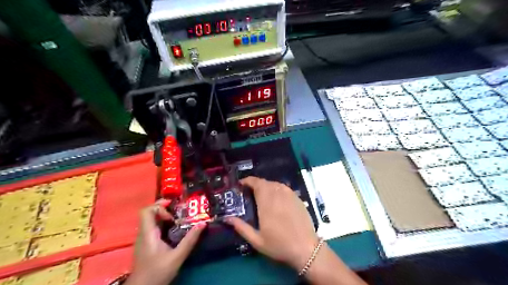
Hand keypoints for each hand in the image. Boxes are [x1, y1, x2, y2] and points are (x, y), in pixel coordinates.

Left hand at [126, 201, 205, 284]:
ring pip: (152, 220)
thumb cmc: (157, 272)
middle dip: (165, 208)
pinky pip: (154, 227)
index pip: (146, 211)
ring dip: (165, 216)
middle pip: (149, 213)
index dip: (159, 206)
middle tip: (180, 210)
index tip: (173, 209)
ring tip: (180, 218)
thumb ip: (190, 240)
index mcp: (148, 233)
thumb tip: (203, 223)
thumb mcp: (177, 257)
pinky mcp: (147, 244)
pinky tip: (175, 229)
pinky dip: (164, 224)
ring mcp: (144, 239)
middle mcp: (144, 233)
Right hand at [225, 176, 315, 270]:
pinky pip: (284, 188)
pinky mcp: (297, 197)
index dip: (248, 180)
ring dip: (266, 186)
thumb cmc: (279, 245)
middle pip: (265, 182)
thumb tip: (227, 218)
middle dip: (255, 184)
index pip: (256, 183)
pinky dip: (276, 188)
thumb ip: (241, 227)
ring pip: (275, 183)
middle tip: (249, 191)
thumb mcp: (257, 240)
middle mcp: (278, 195)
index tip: (241, 184)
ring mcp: (289, 195)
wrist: (305, 248)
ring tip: (262, 194)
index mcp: (266, 203)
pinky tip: (276, 197)